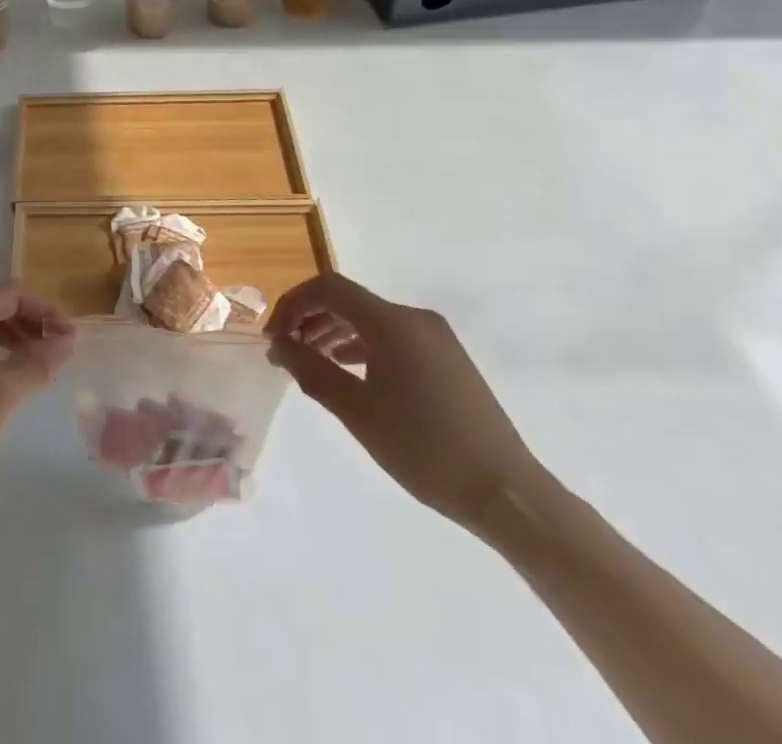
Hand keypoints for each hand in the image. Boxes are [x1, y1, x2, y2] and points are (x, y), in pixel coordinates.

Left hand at [0, 280, 74, 511]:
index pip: (10, 292)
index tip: (69, 333)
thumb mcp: (3, 394)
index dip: (44, 308)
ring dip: (10, 331)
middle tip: (54, 341)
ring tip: (36, 357)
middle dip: (27, 316)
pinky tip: (5, 371)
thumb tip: (68, 343)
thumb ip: (39, 363)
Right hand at [267, 274, 543, 534]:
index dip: (293, 304)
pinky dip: (361, 346)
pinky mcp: (447, 359)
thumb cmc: (424, 449)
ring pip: (370, 319)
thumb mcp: (357, 411)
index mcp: (392, 322)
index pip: (328, 288)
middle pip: (348, 300)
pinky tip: (349, 372)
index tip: (273, 338)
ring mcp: (435, 337)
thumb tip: (279, 344)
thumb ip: (311, 370)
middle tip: (285, 353)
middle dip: (309, 319)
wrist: (508, 493)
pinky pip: (392, 337)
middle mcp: (414, 318)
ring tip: (310, 364)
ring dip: (333, 333)